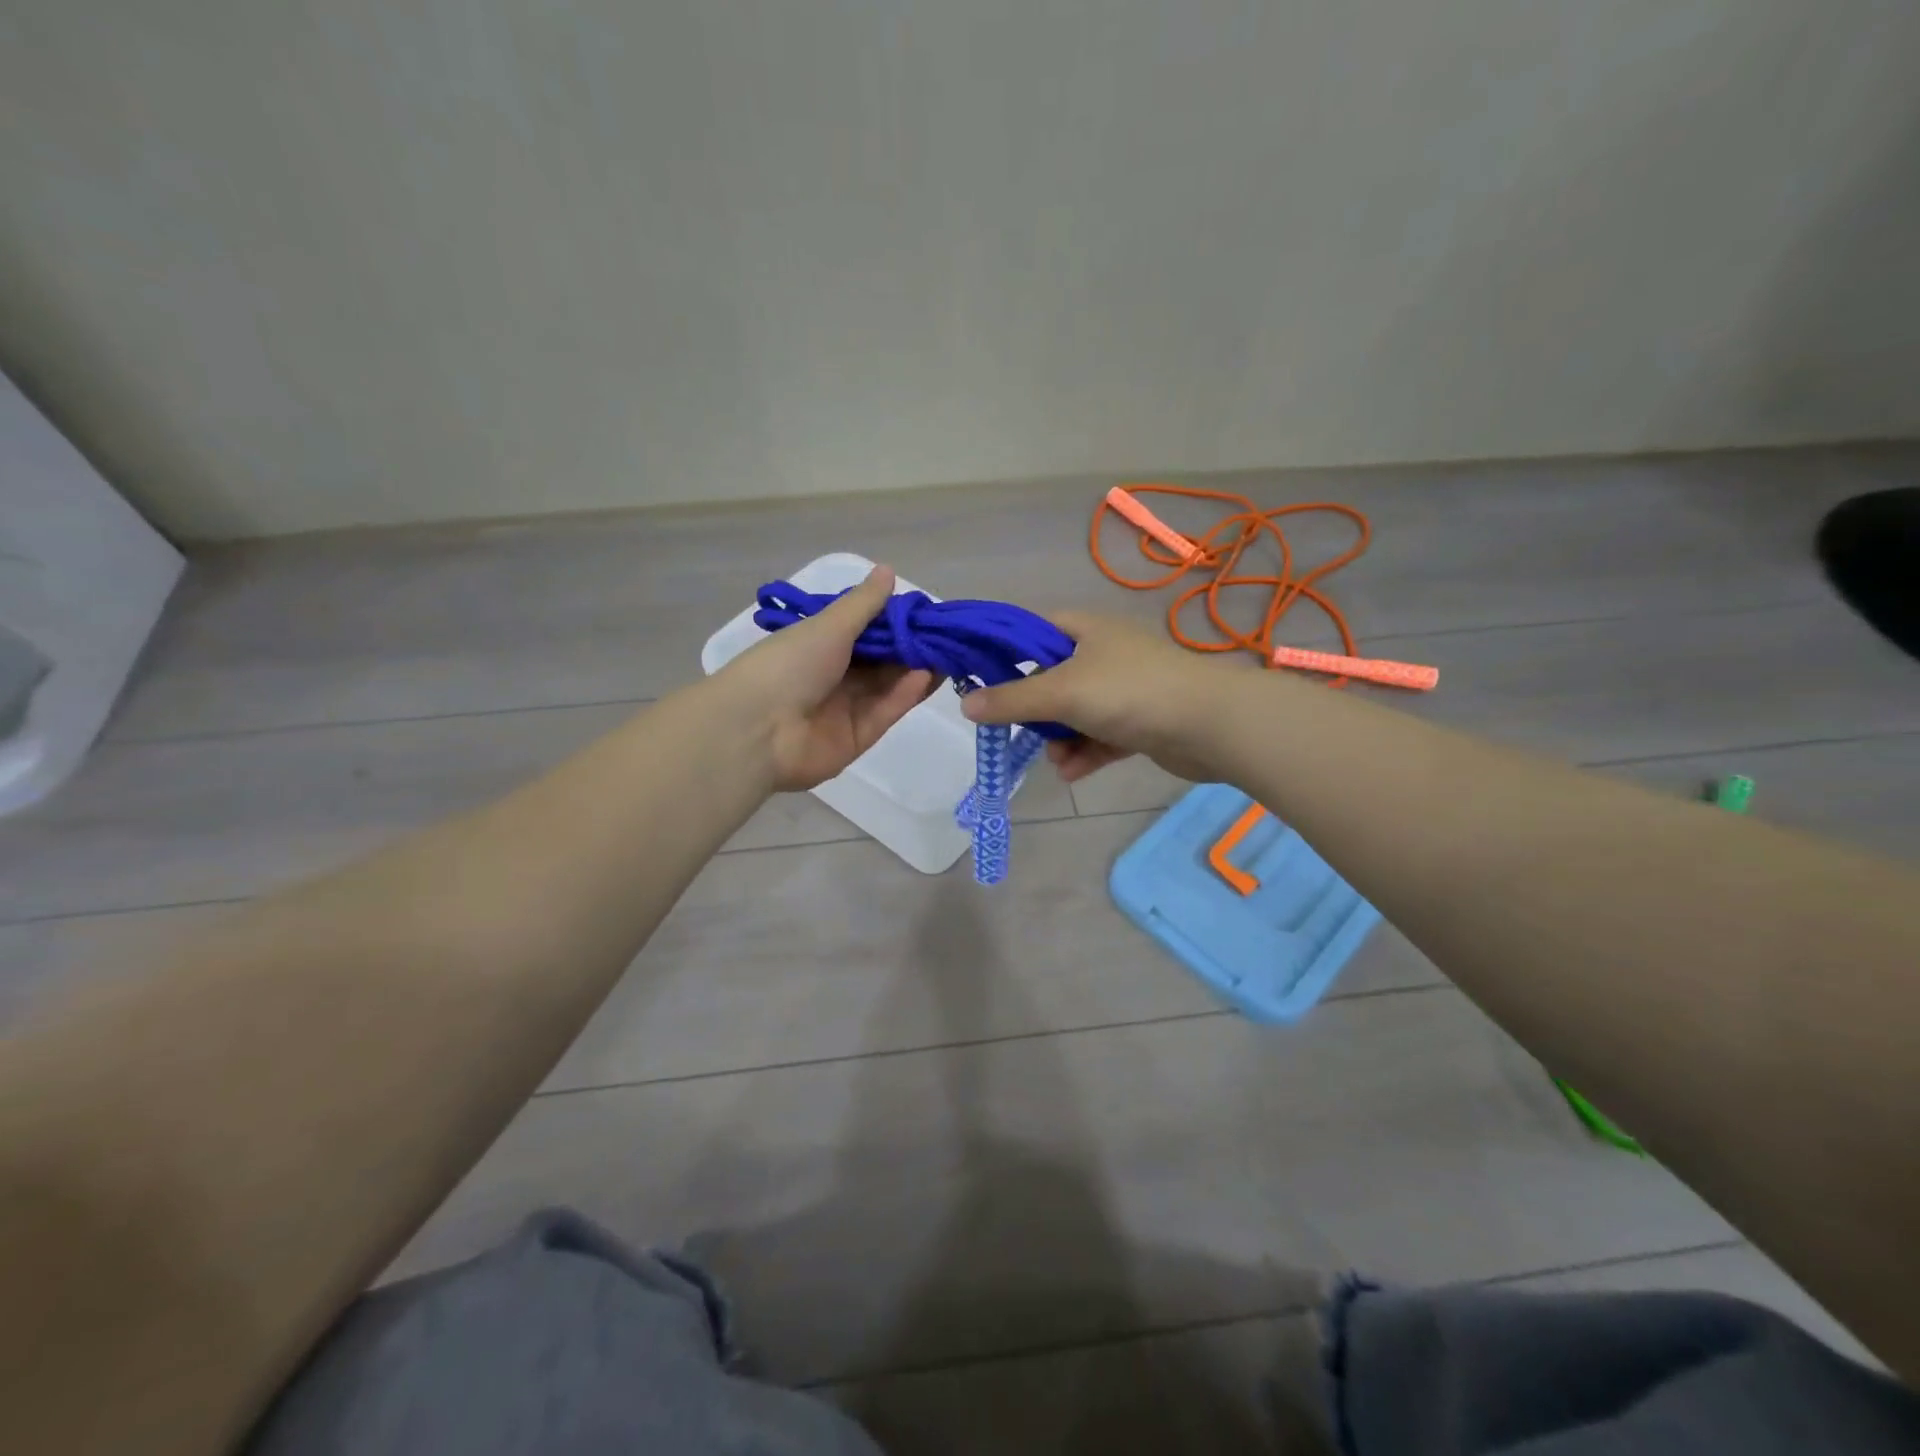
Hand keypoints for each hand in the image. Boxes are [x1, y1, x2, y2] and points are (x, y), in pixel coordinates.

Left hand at [713, 566, 937, 791]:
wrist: (756, 730)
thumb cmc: (788, 664)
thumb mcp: (828, 625)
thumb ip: (863, 604)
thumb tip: (888, 570)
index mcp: (819, 645)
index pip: (865, 631)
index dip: (895, 622)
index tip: (927, 613)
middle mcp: (833, 675)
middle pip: (881, 661)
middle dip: (912, 648)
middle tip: (948, 635)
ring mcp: (845, 708)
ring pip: (888, 686)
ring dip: (915, 670)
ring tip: (947, 654)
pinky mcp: (857, 738)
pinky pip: (885, 711)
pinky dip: (905, 694)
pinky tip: (928, 676)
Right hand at [960, 612, 1232, 783]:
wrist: (1210, 724)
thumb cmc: (1130, 693)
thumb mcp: (1062, 692)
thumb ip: (1013, 700)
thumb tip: (966, 705)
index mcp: (1085, 630)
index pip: (1033, 631)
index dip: (1005, 652)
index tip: (980, 679)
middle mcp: (1104, 654)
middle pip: (1052, 678)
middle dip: (1034, 710)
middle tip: (1017, 731)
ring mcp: (1125, 689)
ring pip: (1076, 713)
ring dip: (1061, 738)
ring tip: (1055, 760)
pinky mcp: (1141, 722)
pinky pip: (1101, 736)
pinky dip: (1086, 753)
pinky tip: (1072, 772)